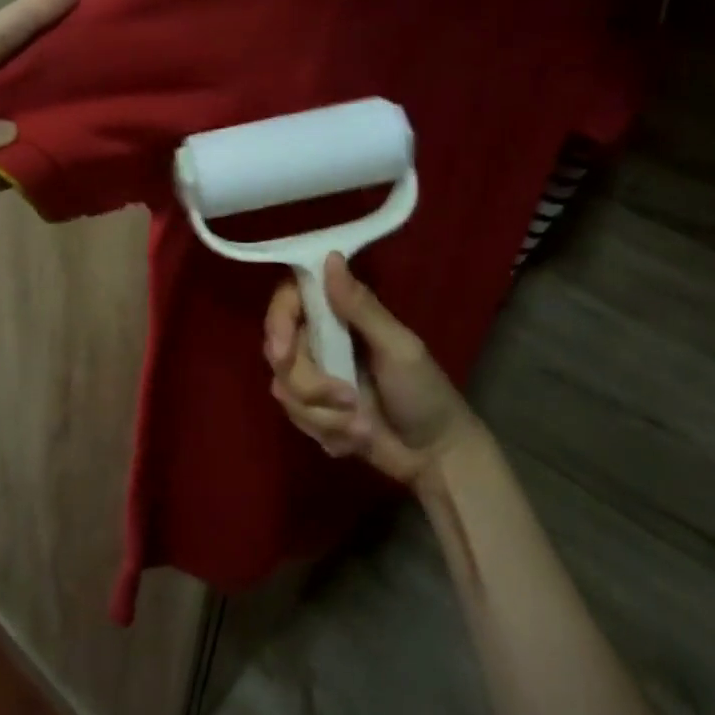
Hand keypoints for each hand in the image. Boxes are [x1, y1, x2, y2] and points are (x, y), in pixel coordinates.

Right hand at [264, 254, 482, 487]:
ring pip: (285, 390)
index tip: (283, 352)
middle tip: (348, 399)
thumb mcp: (398, 347)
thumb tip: (331, 257)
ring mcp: (314, 379)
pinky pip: (297, 420)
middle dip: (310, 385)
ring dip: (325, 414)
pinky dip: (329, 432)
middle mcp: (320, 342)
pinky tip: (357, 437)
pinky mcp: (314, 413)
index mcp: (339, 316)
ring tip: (363, 426)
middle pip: (280, 353)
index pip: (288, 302)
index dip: (278, 322)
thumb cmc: (424, 392)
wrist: (436, 457)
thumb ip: (360, 308)